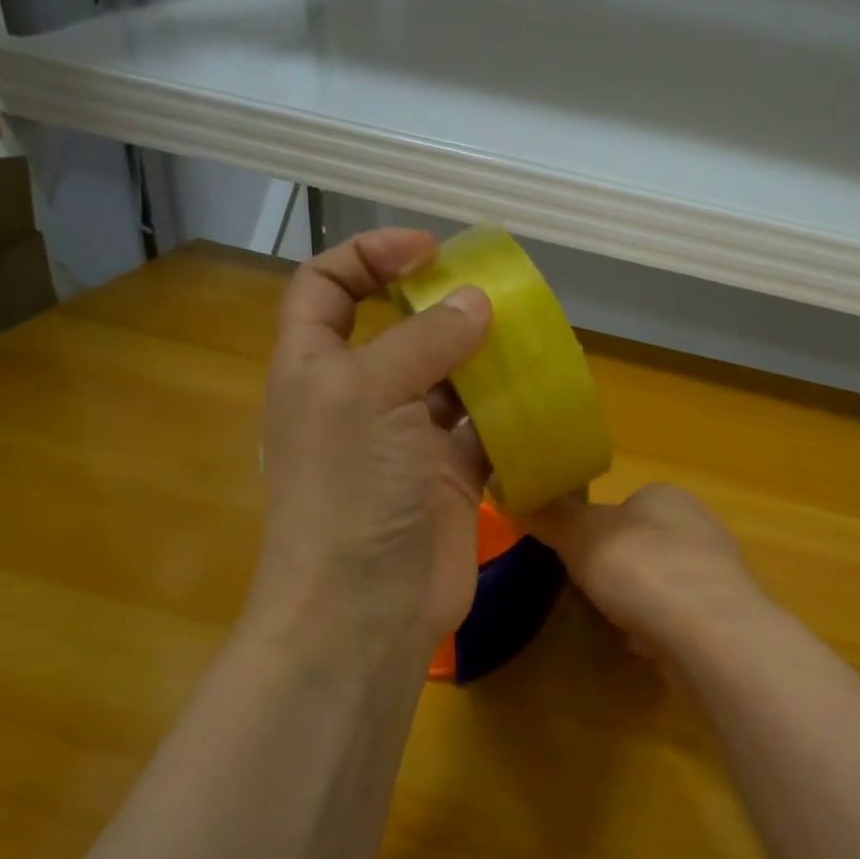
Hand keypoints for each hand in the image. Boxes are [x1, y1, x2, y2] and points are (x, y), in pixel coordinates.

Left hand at [245, 228, 493, 655]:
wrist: (367, 606)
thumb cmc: (350, 490)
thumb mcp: (371, 395)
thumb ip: (425, 341)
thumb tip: (476, 302)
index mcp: (317, 368)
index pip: (326, 288)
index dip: (368, 257)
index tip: (429, 252)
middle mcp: (360, 399)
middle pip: (399, 333)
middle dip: (443, 308)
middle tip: (500, 296)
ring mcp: (407, 443)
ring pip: (450, 382)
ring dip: (485, 361)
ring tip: (532, 339)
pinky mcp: (450, 480)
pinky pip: (484, 433)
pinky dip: (510, 416)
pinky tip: (542, 398)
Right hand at [528, 484, 765, 657]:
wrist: (709, 632)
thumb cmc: (641, 570)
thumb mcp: (581, 536)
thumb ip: (551, 517)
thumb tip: (515, 493)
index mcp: (666, 496)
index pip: (623, 504)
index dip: (595, 530)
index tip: (576, 556)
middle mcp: (697, 525)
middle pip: (641, 545)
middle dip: (616, 570)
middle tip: (592, 591)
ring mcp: (715, 571)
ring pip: (660, 582)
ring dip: (636, 602)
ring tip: (617, 621)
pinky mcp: (723, 612)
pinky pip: (677, 615)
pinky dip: (657, 628)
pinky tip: (645, 643)